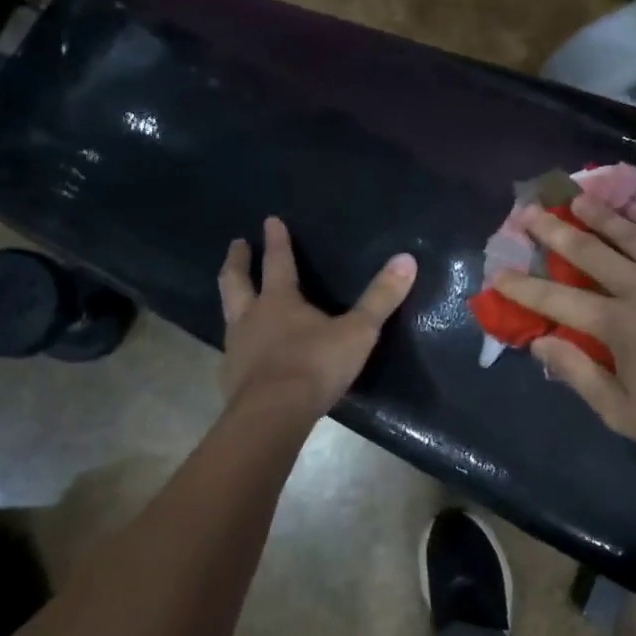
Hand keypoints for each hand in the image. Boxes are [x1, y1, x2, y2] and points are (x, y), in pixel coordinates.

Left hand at [218, 217, 416, 416]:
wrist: (272, 416)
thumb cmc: (315, 366)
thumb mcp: (358, 331)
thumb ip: (381, 298)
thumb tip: (407, 259)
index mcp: (279, 301)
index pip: (277, 261)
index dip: (276, 240)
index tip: (269, 220)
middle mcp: (251, 317)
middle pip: (236, 281)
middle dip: (237, 261)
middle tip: (236, 244)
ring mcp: (236, 348)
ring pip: (229, 314)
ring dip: (232, 299)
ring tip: (235, 295)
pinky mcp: (231, 377)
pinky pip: (232, 351)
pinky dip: (237, 343)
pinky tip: (244, 352)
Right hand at [493, 194, 635, 464]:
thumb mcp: (626, 414)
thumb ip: (580, 375)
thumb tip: (540, 342)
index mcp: (618, 327)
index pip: (558, 300)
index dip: (524, 286)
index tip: (498, 271)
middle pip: (591, 253)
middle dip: (556, 231)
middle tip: (531, 211)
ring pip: (632, 234)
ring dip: (600, 214)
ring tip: (577, 195)